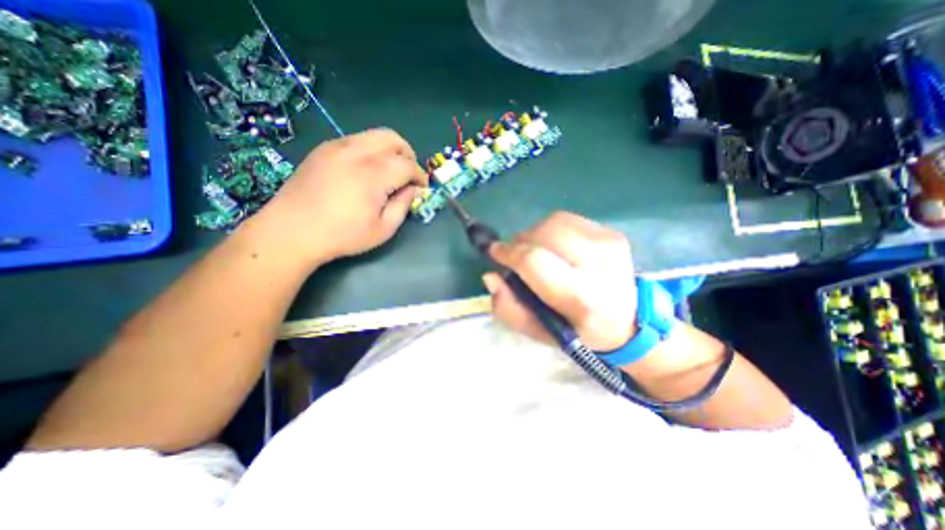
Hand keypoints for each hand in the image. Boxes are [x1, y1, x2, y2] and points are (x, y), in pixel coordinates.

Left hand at [252, 126, 426, 265]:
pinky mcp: (324, 149)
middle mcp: (357, 152)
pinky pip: (357, 139)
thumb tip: (414, 190)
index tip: (422, 189)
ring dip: (390, 150)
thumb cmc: (342, 235)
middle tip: (408, 175)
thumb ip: (403, 205)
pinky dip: (371, 150)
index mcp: (373, 174)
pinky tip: (366, 170)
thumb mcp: (383, 229)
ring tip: (389, 172)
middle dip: (408, 155)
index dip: (420, 176)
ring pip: (374, 135)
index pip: (408, 164)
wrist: (291, 231)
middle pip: (393, 139)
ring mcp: (337, 146)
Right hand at [488, 210, 633, 351]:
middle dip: (520, 242)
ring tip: (536, 251)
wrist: (629, 321)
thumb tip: (491, 276)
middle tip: (516, 256)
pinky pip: (567, 219)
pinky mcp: (611, 232)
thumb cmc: (578, 331)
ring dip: (535, 234)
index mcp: (581, 296)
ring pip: (553, 222)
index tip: (495, 253)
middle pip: (543, 234)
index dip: (509, 253)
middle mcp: (598, 264)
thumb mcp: (539, 332)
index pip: (534, 261)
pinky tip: (555, 246)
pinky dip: (551, 230)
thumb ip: (509, 308)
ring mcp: (608, 243)